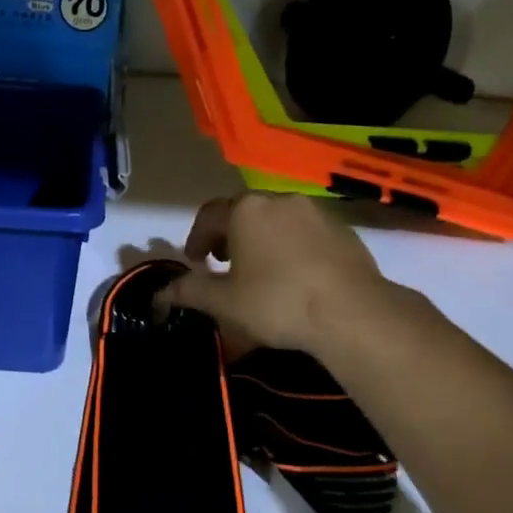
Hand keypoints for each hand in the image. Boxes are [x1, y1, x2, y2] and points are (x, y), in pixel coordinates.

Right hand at [161, 193, 432, 356]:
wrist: (352, 313)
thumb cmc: (277, 302)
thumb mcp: (225, 302)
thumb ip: (190, 291)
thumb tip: (160, 293)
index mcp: (245, 209)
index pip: (209, 216)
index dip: (197, 238)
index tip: (195, 261)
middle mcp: (279, 200)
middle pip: (244, 212)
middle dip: (229, 236)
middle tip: (224, 264)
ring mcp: (316, 211)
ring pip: (277, 220)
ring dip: (262, 239)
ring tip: (261, 269)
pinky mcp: (343, 229)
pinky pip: (306, 232)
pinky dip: (293, 246)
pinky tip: (297, 274)